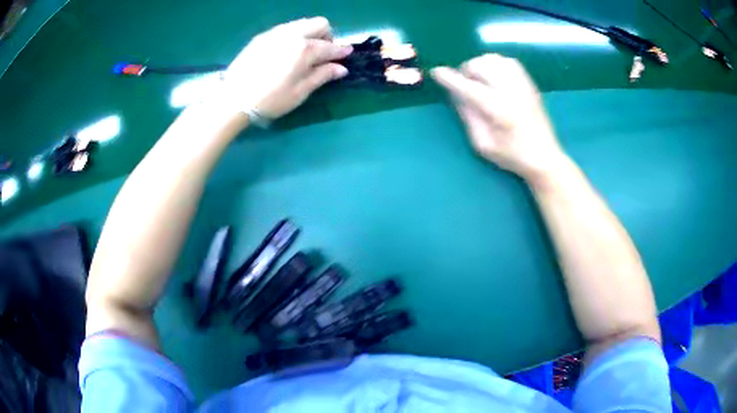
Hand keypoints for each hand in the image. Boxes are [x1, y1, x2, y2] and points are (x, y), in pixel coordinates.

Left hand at [224, 17, 351, 119]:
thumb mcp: (300, 92)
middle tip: (322, 53)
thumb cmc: (270, 100)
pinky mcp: (262, 36)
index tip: (347, 54)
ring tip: (304, 51)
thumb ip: (322, 76)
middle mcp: (292, 35)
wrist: (234, 99)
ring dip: (310, 33)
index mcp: (304, 50)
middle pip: (319, 23)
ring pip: (302, 22)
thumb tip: (341, 68)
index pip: (330, 46)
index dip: (341, 51)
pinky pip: (285, 28)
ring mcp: (275, 33)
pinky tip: (286, 50)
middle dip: (327, 35)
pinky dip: (293, 35)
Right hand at [432, 54, 565, 180]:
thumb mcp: (483, 144)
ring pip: (494, 59)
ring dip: (481, 65)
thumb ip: (468, 116)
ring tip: (480, 79)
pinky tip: (494, 77)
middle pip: (481, 65)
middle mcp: (511, 91)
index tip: (436, 72)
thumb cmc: (512, 156)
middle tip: (465, 84)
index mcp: (498, 110)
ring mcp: (522, 85)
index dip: (449, 78)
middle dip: (466, 70)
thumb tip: (455, 94)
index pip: (468, 87)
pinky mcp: (529, 84)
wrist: (545, 157)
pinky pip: (509, 61)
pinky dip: (496, 64)